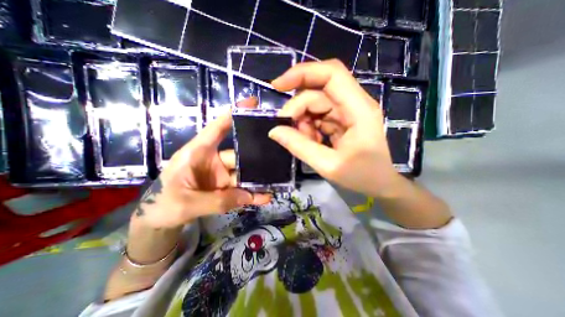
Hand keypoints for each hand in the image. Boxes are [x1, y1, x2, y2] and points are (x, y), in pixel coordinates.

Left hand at [134, 97, 270, 228]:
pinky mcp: (225, 187)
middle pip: (239, 154)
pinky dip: (253, 193)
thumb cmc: (161, 205)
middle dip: (256, 157)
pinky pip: (242, 189)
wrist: (158, 222)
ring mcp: (221, 175)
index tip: (253, 102)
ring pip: (244, 173)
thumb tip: (250, 196)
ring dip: (257, 179)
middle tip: (277, 156)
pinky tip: (265, 197)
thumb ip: (218, 200)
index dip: (233, 113)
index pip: (217, 128)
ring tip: (275, 181)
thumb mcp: (186, 203)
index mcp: (198, 152)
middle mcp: (213, 160)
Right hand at [268, 60, 401, 198]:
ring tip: (304, 141)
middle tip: (286, 129)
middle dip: (298, 108)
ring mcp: (347, 112)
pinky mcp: (341, 120)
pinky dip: (309, 127)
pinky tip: (311, 141)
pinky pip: (318, 116)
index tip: (278, 86)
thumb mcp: (328, 165)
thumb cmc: (362, 177)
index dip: (303, 73)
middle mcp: (354, 104)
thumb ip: (300, 147)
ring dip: (303, 121)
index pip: (331, 74)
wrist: (380, 185)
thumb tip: (274, 131)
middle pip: (318, 92)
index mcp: (359, 109)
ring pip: (316, 104)